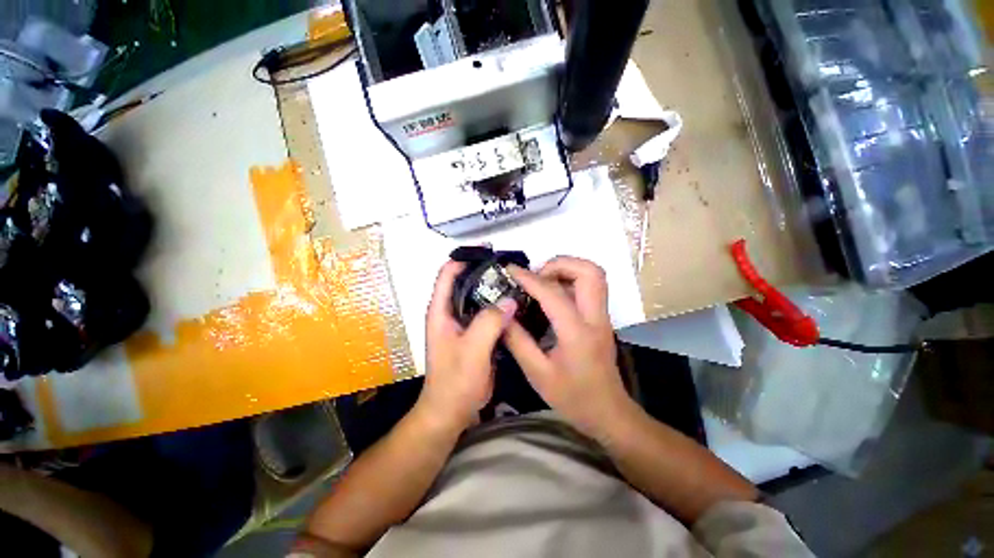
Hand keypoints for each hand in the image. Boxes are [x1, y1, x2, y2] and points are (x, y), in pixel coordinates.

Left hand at [418, 260, 517, 431]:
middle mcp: (450, 312)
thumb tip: (511, 299)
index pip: (447, 274)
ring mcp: (463, 324)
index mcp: (440, 311)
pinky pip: (487, 313)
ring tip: (516, 282)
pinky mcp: (474, 334)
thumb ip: (490, 322)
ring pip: (478, 298)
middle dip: (485, 272)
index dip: (464, 259)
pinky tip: (515, 305)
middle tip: (510, 267)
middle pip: (465, 282)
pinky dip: (498, 306)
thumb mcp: (472, 350)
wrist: (451, 411)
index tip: (489, 252)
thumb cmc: (455, 381)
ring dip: (493, 289)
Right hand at [504, 256, 633, 439]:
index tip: (510, 271)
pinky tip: (551, 295)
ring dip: (567, 270)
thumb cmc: (573, 398)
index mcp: (577, 333)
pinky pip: (589, 287)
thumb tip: (502, 315)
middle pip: (589, 272)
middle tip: (536, 275)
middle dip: (560, 264)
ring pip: (593, 275)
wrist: (609, 413)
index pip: (553, 293)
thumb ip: (518, 341)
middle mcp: (596, 318)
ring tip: (542, 281)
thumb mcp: (537, 374)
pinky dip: (570, 281)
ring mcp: (602, 317)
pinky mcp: (602, 319)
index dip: (529, 278)